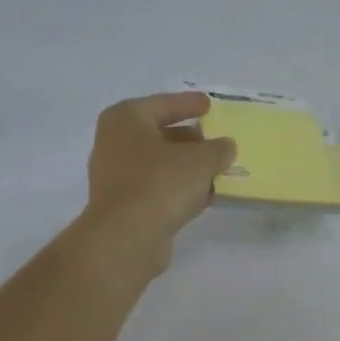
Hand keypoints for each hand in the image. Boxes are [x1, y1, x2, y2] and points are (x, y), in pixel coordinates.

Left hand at [78, 92, 236, 278]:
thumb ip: (218, 149)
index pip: (163, 104)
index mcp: (125, 119)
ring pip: (158, 165)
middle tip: (214, 140)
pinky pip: (156, 189)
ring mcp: (115, 177)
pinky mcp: (123, 207)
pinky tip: (202, 196)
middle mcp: (114, 143)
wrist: (127, 237)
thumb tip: (225, 147)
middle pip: (158, 134)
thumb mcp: (200, 160)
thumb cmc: (160, 183)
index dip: (188, 104)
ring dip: (185, 167)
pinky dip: (177, 189)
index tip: (209, 104)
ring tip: (215, 170)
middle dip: (188, 139)